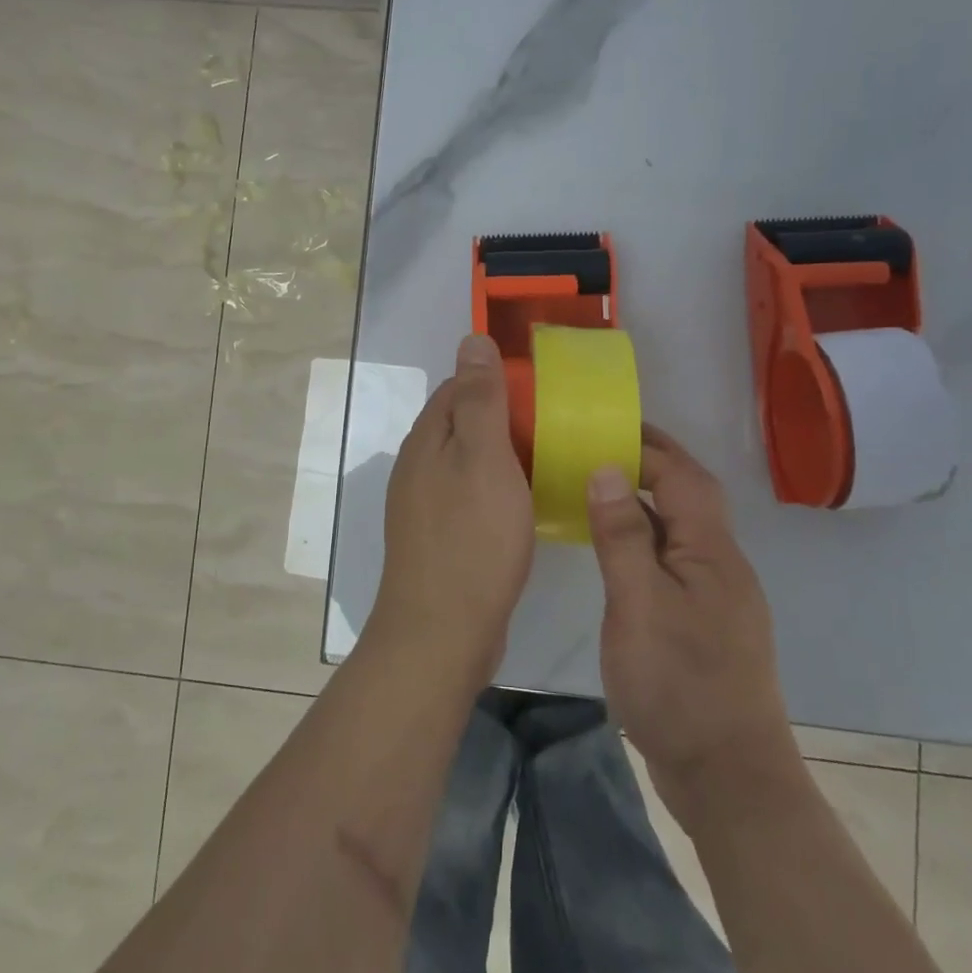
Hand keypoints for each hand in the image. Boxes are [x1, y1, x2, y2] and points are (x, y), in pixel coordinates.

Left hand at [371, 334, 535, 689]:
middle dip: (503, 418)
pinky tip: (524, 505)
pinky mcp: (437, 538)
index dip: (496, 381)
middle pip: (461, 424)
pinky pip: (469, 496)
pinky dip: (496, 489)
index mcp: (426, 440)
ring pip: (467, 462)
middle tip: (554, 426)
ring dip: (502, 456)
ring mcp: (423, 505)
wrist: (441, 633)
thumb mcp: (482, 457)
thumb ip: (478, 399)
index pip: (457, 388)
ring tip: (547, 460)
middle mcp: (417, 466)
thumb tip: (471, 339)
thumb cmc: (470, 538)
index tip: (540, 390)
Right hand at [587, 425, 799, 825]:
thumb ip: (622, 535)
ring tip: (598, 486)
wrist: (729, 780)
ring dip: (646, 500)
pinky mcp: (705, 623)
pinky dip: (645, 538)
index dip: (645, 445)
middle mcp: (722, 563)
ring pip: (681, 529)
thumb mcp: (638, 605)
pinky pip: (674, 559)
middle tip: (598, 444)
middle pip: (689, 495)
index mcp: (711, 551)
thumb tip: (606, 468)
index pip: (682, 475)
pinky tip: (616, 551)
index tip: (602, 425)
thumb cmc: (679, 685)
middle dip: (650, 462)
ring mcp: (716, 596)